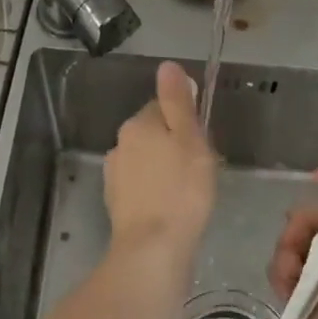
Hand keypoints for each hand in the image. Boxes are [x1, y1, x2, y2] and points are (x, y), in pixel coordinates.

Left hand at [104, 61, 215, 306]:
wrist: (152, 252)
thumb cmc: (181, 191)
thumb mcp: (189, 139)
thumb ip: (178, 101)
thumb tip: (168, 66)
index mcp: (138, 124)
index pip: (163, 107)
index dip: (186, 122)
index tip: (202, 144)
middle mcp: (120, 144)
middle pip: (153, 133)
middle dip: (174, 145)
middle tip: (199, 169)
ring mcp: (114, 176)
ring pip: (146, 161)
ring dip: (163, 170)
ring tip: (187, 194)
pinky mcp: (116, 205)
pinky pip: (141, 188)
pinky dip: (154, 193)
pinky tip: (171, 210)